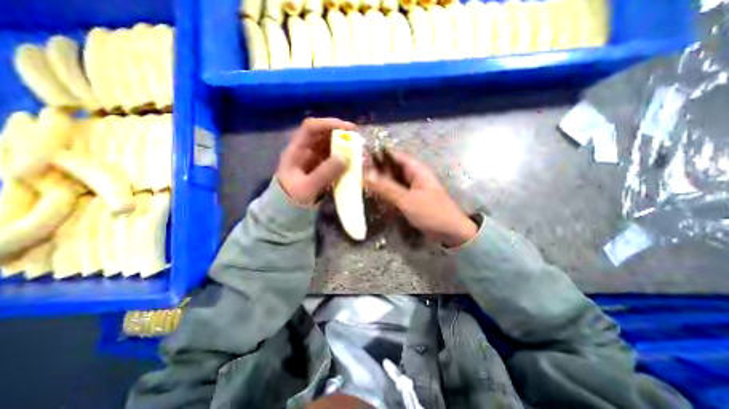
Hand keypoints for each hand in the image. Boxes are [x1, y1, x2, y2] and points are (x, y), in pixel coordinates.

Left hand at [276, 117, 355, 205]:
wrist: (288, 209)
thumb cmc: (293, 197)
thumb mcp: (307, 187)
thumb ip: (325, 173)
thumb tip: (345, 157)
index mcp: (296, 149)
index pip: (311, 127)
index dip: (329, 123)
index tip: (348, 129)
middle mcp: (305, 149)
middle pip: (322, 133)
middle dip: (340, 133)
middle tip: (357, 139)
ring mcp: (313, 157)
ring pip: (329, 144)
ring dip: (343, 145)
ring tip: (357, 150)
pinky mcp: (320, 166)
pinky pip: (333, 156)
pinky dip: (343, 156)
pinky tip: (352, 161)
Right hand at [364, 150, 479, 246]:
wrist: (451, 232)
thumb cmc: (431, 212)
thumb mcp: (407, 200)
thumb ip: (386, 188)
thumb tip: (367, 175)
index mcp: (416, 170)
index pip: (394, 156)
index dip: (379, 156)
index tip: (361, 159)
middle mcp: (414, 176)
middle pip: (392, 168)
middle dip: (377, 170)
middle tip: (359, 174)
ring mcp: (412, 188)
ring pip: (393, 181)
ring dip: (381, 182)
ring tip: (364, 184)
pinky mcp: (411, 199)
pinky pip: (396, 192)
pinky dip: (387, 193)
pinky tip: (377, 196)